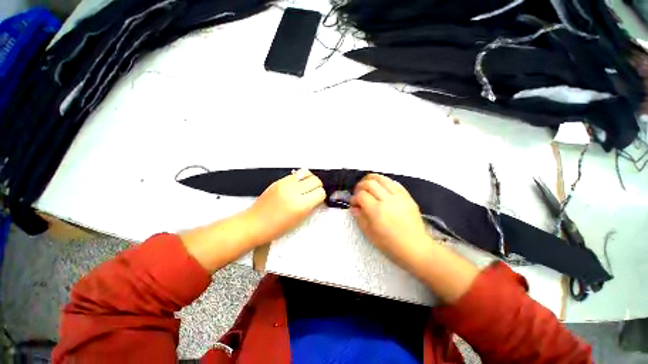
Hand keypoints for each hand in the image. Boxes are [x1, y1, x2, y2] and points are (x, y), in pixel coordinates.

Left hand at [245, 169, 325, 243]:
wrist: (254, 223)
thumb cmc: (275, 228)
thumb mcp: (298, 220)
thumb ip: (310, 207)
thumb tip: (317, 197)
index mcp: (300, 205)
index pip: (320, 192)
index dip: (321, 196)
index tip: (318, 199)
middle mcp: (293, 192)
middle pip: (316, 180)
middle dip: (318, 186)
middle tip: (314, 192)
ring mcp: (285, 184)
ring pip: (307, 173)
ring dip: (310, 179)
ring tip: (307, 186)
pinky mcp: (278, 181)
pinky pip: (296, 174)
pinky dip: (300, 178)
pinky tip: (298, 185)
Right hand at [350, 173, 431, 267]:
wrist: (416, 247)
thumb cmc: (390, 244)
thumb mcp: (370, 234)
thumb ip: (360, 218)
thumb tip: (354, 207)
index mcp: (376, 210)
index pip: (361, 195)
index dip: (354, 198)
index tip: (354, 203)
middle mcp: (387, 200)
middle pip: (370, 183)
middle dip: (360, 185)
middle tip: (358, 192)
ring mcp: (399, 196)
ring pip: (382, 179)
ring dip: (372, 179)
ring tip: (367, 183)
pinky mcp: (408, 197)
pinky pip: (395, 183)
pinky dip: (385, 182)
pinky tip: (382, 186)